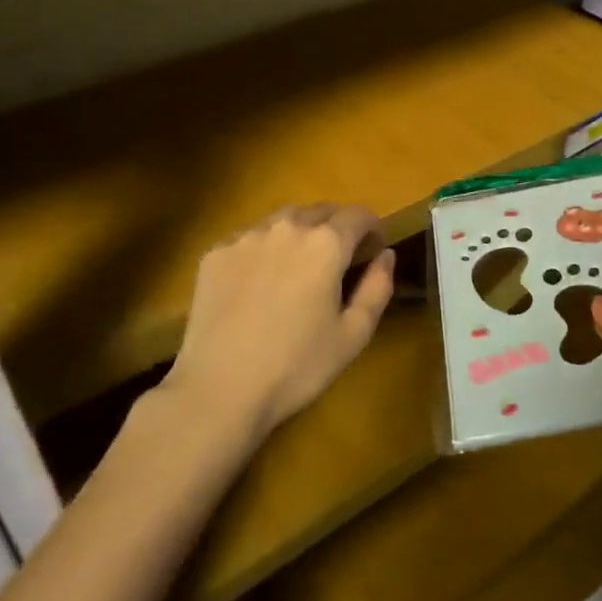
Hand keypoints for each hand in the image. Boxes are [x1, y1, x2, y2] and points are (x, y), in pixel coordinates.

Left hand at [165, 203, 395, 442]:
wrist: (219, 389)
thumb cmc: (296, 366)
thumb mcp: (353, 334)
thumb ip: (378, 287)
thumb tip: (385, 254)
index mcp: (326, 244)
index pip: (358, 215)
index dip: (372, 228)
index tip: (373, 249)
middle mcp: (286, 227)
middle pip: (321, 211)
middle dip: (336, 227)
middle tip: (338, 259)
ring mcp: (246, 237)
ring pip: (283, 220)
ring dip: (299, 233)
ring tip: (297, 266)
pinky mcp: (215, 253)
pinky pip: (249, 238)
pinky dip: (264, 249)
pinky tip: (258, 282)